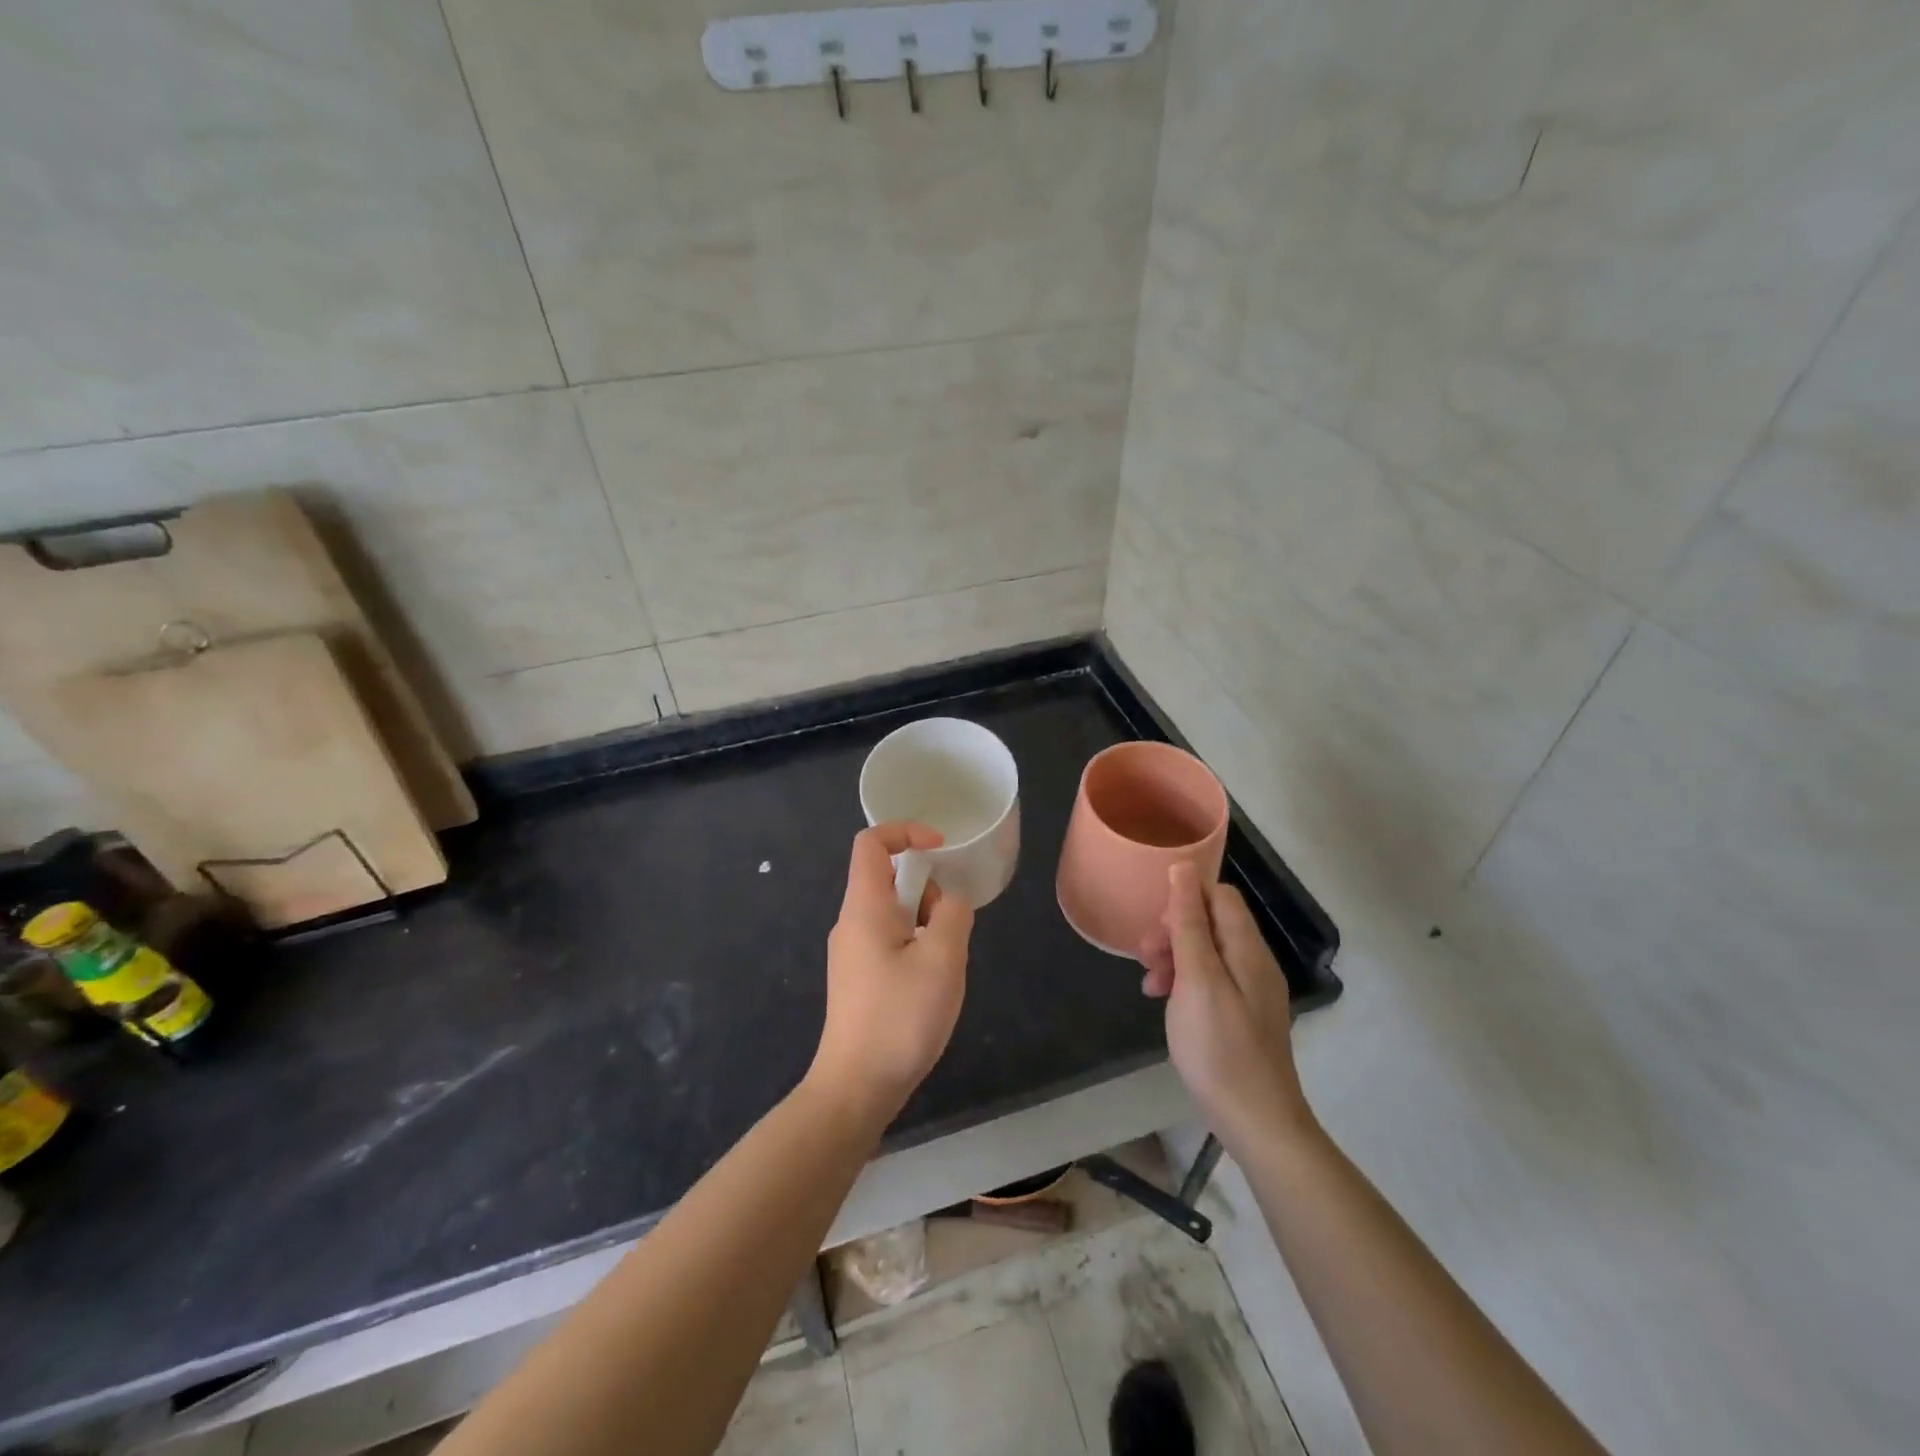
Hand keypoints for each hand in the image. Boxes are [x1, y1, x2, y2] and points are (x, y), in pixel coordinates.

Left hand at [810, 823, 974, 1122]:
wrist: (856, 1087)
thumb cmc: (900, 1017)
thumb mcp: (942, 959)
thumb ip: (953, 915)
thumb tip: (950, 901)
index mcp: (864, 907)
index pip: (871, 843)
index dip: (906, 831)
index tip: (941, 848)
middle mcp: (850, 923)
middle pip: (886, 878)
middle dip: (926, 889)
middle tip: (948, 926)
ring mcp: (850, 953)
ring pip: (891, 912)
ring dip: (924, 921)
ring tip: (943, 963)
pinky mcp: (856, 979)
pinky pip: (888, 940)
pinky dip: (914, 944)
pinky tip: (929, 985)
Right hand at [1140, 864, 1314, 1149]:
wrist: (1256, 1123)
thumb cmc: (1219, 1048)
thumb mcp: (1197, 980)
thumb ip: (1190, 923)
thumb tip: (1184, 869)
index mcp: (1247, 949)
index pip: (1221, 896)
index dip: (1186, 898)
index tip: (1157, 924)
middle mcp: (1254, 963)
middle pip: (1212, 924)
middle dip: (1174, 931)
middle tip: (1145, 957)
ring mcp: (1250, 992)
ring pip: (1207, 953)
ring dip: (1174, 958)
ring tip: (1149, 984)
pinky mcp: (1241, 1016)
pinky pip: (1210, 981)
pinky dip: (1184, 982)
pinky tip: (1165, 1002)